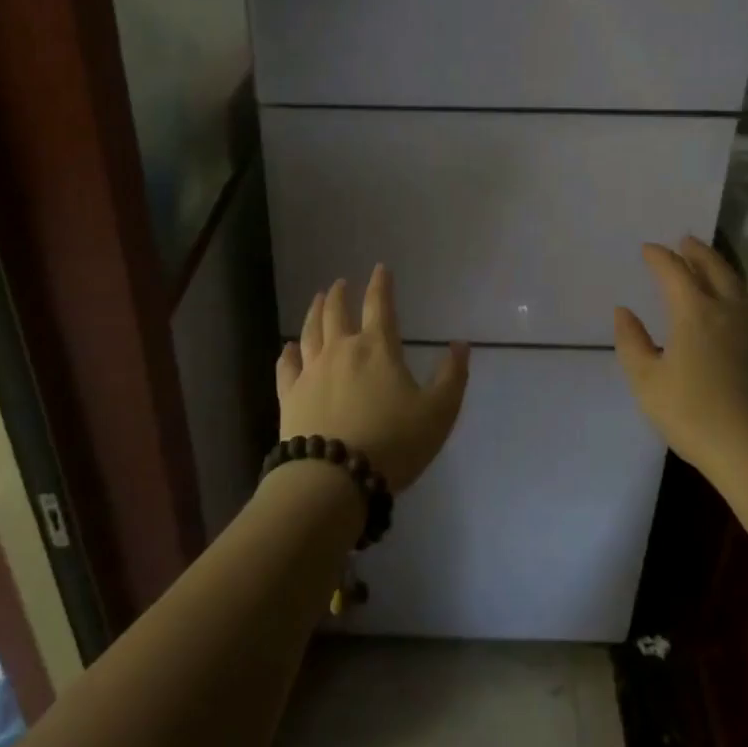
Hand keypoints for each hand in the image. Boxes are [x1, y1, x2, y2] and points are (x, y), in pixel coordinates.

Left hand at [276, 266, 469, 490]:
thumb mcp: (438, 412)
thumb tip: (461, 344)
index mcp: (377, 348)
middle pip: (336, 312)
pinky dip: (287, 353)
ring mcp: (311, 372)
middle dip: (340, 294)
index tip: (380, 268)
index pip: (379, 305)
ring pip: (310, 331)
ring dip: (314, 312)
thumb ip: (452, 376)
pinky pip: (285, 366)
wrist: (334, 478)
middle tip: (340, 283)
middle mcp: (341, 350)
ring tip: (317, 300)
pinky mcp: (290, 396)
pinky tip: (287, 348)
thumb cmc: (393, 443)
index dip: (381, 284)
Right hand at [614, 237, 747, 480]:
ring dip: (718, 266)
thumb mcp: (646, 381)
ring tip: (706, 262)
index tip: (647, 249)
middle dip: (696, 252)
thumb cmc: (693, 414)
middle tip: (684, 241)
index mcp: (694, 312)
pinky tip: (729, 301)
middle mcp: (727, 310)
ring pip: (736, 283)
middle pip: (713, 268)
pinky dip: (733, 288)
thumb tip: (625, 312)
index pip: (674, 271)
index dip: (659, 257)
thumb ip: (632, 342)